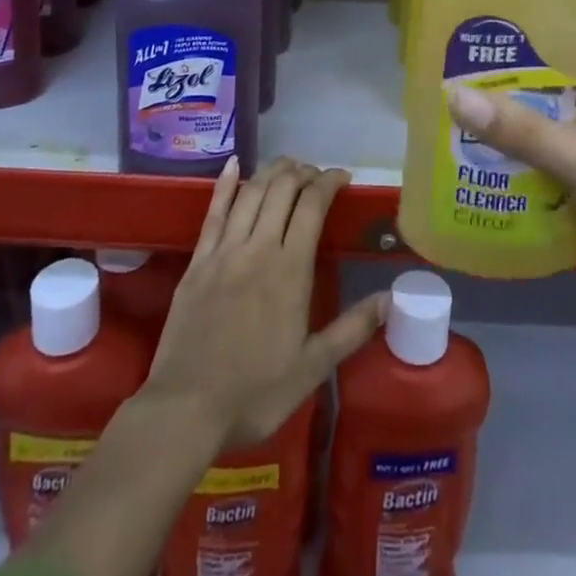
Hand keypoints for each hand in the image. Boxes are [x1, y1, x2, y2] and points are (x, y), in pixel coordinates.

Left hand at [143, 157, 387, 449]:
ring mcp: (224, 251)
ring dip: (272, 171)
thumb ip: (351, 329)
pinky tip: (233, 164)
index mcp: (290, 270)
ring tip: (288, 166)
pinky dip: (225, 184)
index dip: (329, 182)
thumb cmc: (253, 394)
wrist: (184, 410)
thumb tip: (390, 298)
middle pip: (282, 188)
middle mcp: (258, 248)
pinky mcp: (197, 261)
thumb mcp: (311, 369)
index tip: (343, 178)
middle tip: (316, 175)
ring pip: (251, 192)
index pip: (313, 205)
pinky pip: (213, 211)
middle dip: (303, 171)